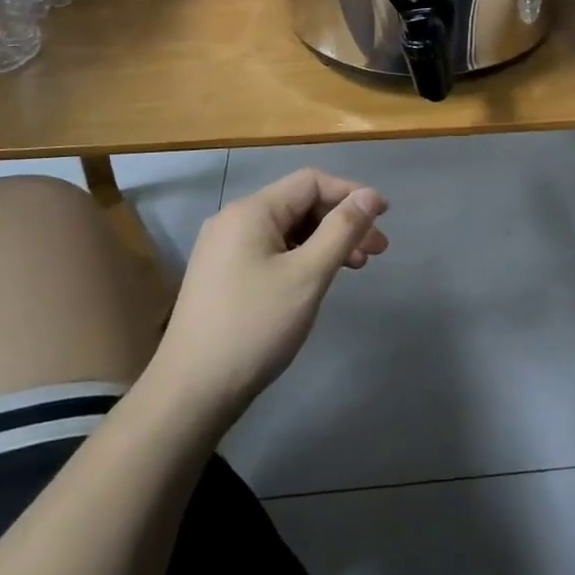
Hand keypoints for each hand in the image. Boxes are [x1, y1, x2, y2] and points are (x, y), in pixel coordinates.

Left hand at [152, 169, 388, 424]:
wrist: (191, 392)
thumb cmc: (255, 328)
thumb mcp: (307, 276)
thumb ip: (342, 230)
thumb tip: (370, 195)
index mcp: (251, 211)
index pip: (311, 182)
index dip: (351, 193)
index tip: (384, 216)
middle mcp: (234, 220)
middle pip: (299, 204)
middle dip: (341, 221)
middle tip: (377, 251)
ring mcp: (224, 248)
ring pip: (287, 230)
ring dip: (325, 241)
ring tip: (356, 267)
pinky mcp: (221, 275)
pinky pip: (271, 250)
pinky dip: (301, 257)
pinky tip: (318, 279)